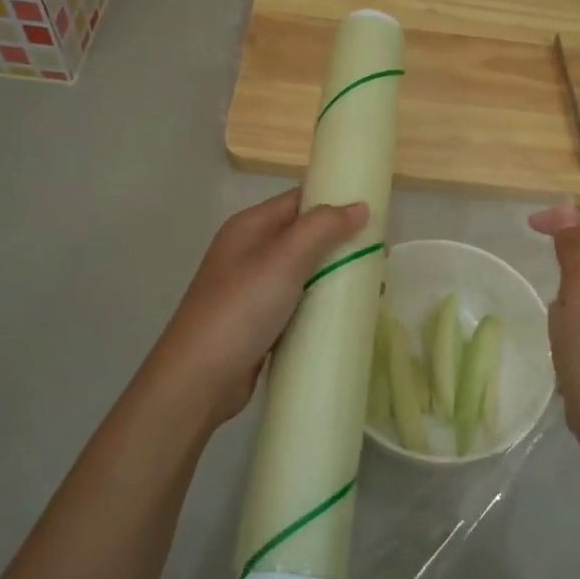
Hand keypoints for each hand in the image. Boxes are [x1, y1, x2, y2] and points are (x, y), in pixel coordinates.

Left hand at [155, 188, 367, 427]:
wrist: (199, 378)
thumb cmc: (241, 309)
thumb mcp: (284, 259)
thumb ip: (323, 228)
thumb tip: (360, 206)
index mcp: (250, 227)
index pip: (299, 200)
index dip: (335, 202)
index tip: (375, 216)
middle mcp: (249, 252)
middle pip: (304, 236)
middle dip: (341, 244)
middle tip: (380, 258)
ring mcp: (253, 289)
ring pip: (304, 272)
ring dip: (335, 276)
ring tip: (372, 289)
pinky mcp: (259, 322)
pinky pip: (298, 303)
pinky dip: (321, 305)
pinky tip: (345, 316)